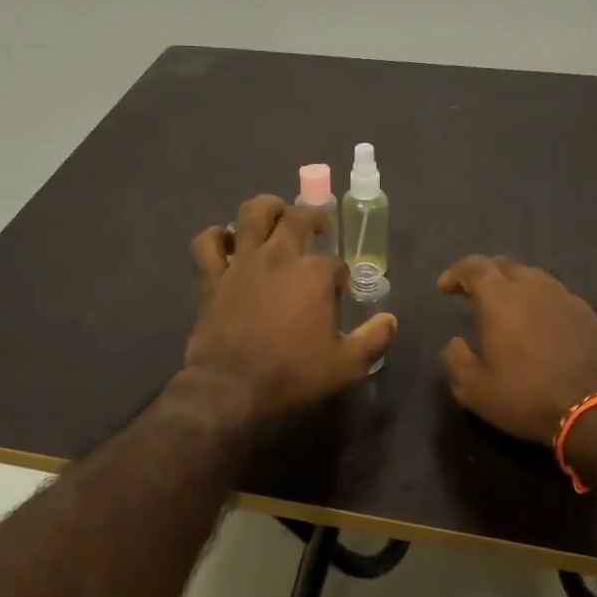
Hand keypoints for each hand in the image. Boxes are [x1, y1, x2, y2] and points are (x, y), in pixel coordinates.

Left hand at [185, 195, 396, 421]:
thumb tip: (390, 320)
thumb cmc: (292, 374)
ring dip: (267, 208)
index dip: (340, 275)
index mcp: (314, 274)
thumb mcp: (346, 365)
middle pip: (297, 217)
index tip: (340, 290)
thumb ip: (373, 340)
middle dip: (313, 217)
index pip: (335, 263)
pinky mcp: (213, 277)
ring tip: (276, 216)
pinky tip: (226, 242)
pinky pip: (207, 243)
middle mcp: (279, 257)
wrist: (231, 388)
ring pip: (252, 213)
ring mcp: (242, 263)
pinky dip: (216, 237)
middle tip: (319, 228)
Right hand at [437, 255, 596, 444]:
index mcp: (501, 298)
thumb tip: (455, 342)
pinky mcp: (589, 315)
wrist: (596, 412)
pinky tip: (539, 324)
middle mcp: (534, 288)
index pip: (474, 267)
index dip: (456, 273)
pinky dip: (540, 302)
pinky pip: (557, 296)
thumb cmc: (526, 396)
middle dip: (484, 274)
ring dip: (515, 286)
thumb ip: (455, 359)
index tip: (444, 288)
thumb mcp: (473, 388)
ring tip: (507, 307)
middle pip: (505, 265)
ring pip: (534, 277)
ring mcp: (566, 298)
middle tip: (473, 292)